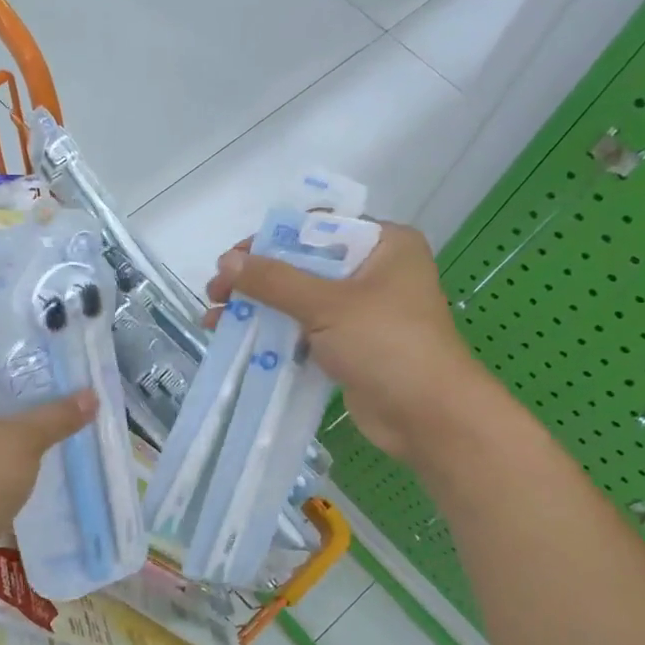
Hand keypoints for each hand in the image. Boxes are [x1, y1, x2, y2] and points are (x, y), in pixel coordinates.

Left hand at [0, 339, 94, 562]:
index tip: (55, 333)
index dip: (16, 337)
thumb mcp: (19, 443)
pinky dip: (14, 438)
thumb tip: (92, 395)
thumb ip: (56, 415)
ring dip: (24, 410)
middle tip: (71, 366)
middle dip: (27, 375)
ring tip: (69, 398)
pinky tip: (50, 438)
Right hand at [207, 222, 484, 460]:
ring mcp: (363, 312)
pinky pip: (305, 331)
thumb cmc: (387, 345)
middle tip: (216, 292)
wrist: (429, 416)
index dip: (270, 240)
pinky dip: (275, 334)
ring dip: (259, 308)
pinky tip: (240, 341)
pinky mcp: (351, 346)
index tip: (232, 259)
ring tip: (215, 320)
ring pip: (300, 300)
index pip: (317, 227)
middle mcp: (375, 271)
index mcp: (384, 244)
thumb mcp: (328, 305)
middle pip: (303, 264)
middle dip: (256, 279)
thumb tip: (226, 261)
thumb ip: (274, 281)